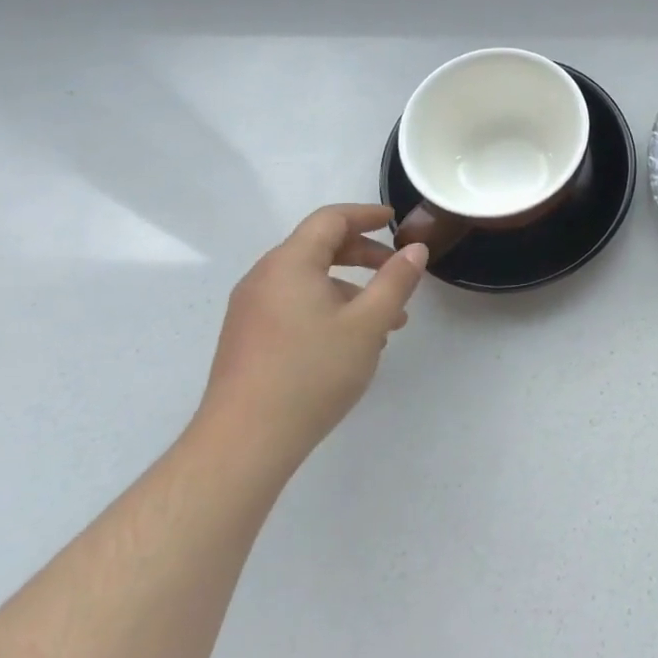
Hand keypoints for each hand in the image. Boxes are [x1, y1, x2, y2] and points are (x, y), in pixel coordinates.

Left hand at [196, 204, 427, 471]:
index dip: (365, 215)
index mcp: (289, 264)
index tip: (394, 220)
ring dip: (349, 289)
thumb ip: (395, 281)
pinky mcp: (248, 338)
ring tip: (386, 321)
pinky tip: (350, 343)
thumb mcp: (367, 324)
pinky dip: (327, 308)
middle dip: (362, 254)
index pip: (329, 220)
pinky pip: (293, 305)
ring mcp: (251, 310)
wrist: (243, 443)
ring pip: (308, 281)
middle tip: (396, 269)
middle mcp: (264, 278)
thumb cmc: (311, 373)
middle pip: (317, 248)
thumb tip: (415, 249)